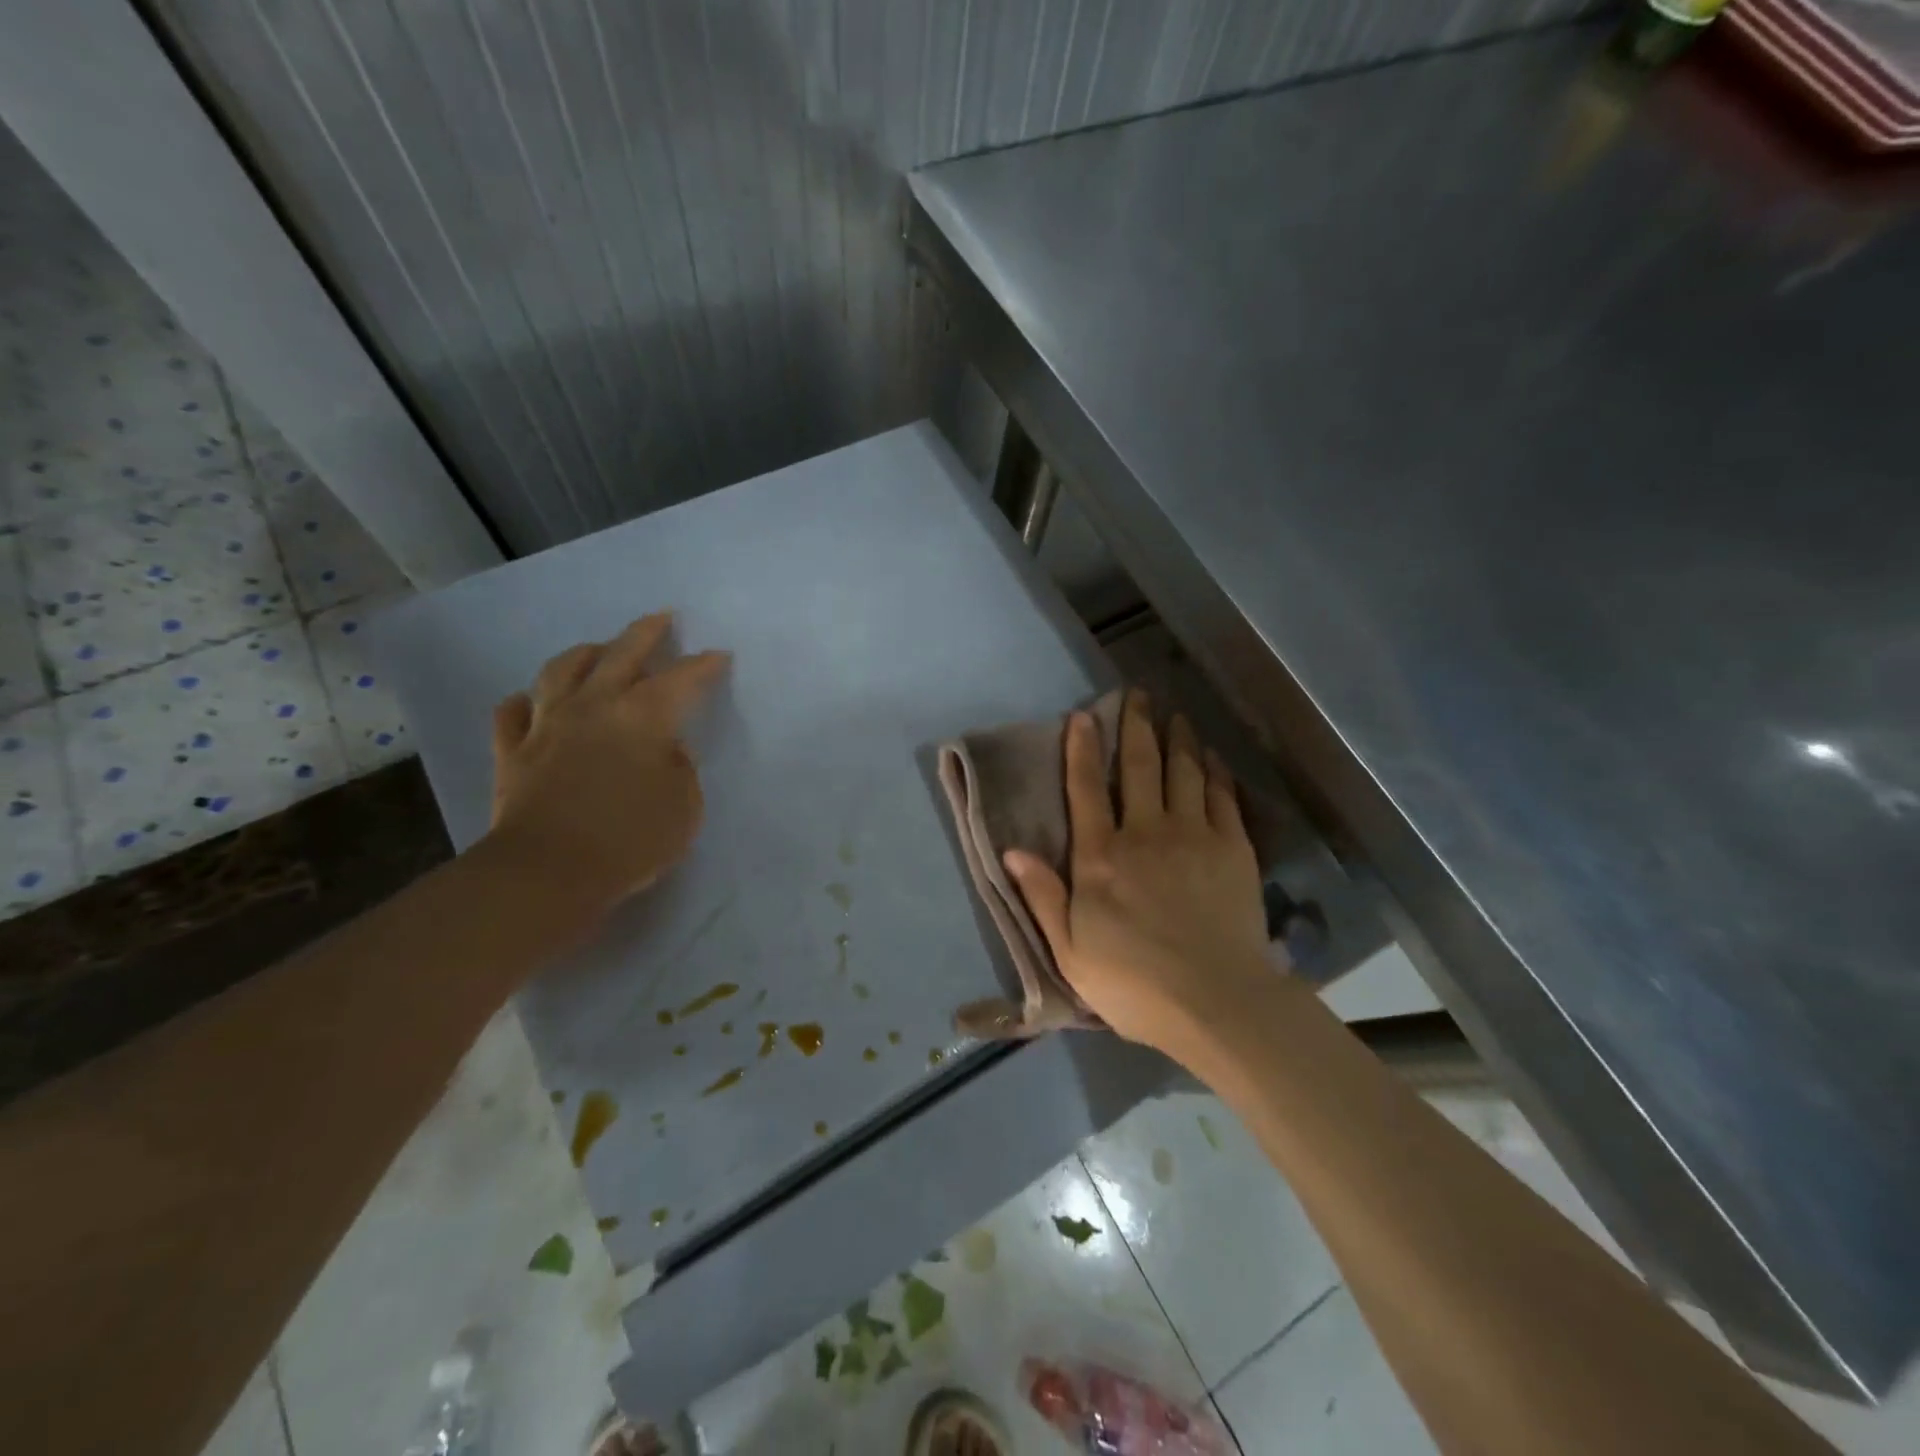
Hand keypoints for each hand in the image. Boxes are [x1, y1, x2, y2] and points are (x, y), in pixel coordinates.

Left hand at [488, 613, 727, 913]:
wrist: (548, 871)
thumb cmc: (631, 839)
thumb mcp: (684, 807)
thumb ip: (681, 770)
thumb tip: (667, 749)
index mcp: (644, 717)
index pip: (682, 679)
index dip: (703, 665)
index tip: (718, 656)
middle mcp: (595, 706)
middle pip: (621, 654)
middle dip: (646, 633)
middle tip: (661, 618)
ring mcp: (548, 724)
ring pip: (562, 671)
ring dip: (584, 653)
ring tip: (597, 648)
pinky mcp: (513, 751)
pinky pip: (512, 713)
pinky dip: (525, 702)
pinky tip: (530, 700)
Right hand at [1003, 690, 1270, 1055]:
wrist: (1216, 1003)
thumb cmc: (1134, 985)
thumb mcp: (1070, 951)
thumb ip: (1043, 896)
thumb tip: (1012, 850)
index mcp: (1101, 858)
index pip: (1085, 790)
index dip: (1081, 749)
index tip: (1083, 715)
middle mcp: (1145, 833)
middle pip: (1139, 767)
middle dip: (1135, 726)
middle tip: (1137, 695)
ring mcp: (1194, 836)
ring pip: (1183, 772)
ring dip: (1177, 739)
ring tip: (1176, 715)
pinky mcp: (1233, 849)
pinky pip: (1222, 796)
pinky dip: (1215, 771)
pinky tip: (1211, 756)